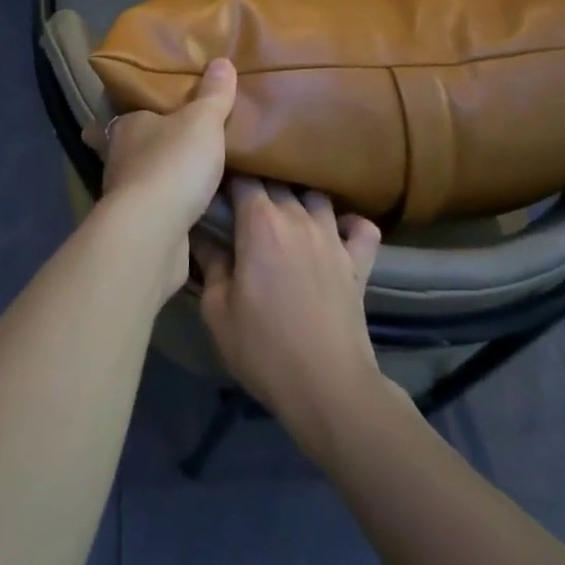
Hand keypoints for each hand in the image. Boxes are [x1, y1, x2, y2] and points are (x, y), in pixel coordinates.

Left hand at [86, 59, 236, 302]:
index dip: (144, 108)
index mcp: (127, 125)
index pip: (131, 110)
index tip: (159, 108)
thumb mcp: (202, 121)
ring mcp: (124, 194)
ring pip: (143, 177)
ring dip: (161, 176)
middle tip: (182, 139)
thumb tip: (221, 61)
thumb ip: (213, 95)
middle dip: (153, 144)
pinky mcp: (137, 226)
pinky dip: (168, 205)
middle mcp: (118, 156)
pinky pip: (155, 208)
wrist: (153, 231)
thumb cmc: (174, 163)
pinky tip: (189, 207)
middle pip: (135, 144)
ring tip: (190, 173)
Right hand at [193, 179, 384, 463]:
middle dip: (258, 184)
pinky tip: (336, 232)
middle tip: (240, 203)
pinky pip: (362, 228)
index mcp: (260, 223)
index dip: (227, 177)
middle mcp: (298, 218)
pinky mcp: (359, 262)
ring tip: (284, 213)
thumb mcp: (217, 310)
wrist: (328, 387)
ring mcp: (333, 238)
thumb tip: (202, 236)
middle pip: (277, 181)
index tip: (214, 187)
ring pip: (316, 196)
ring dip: (299, 198)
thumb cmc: (263, 348)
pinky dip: (350, 224)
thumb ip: (210, 264)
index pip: (242, 178)